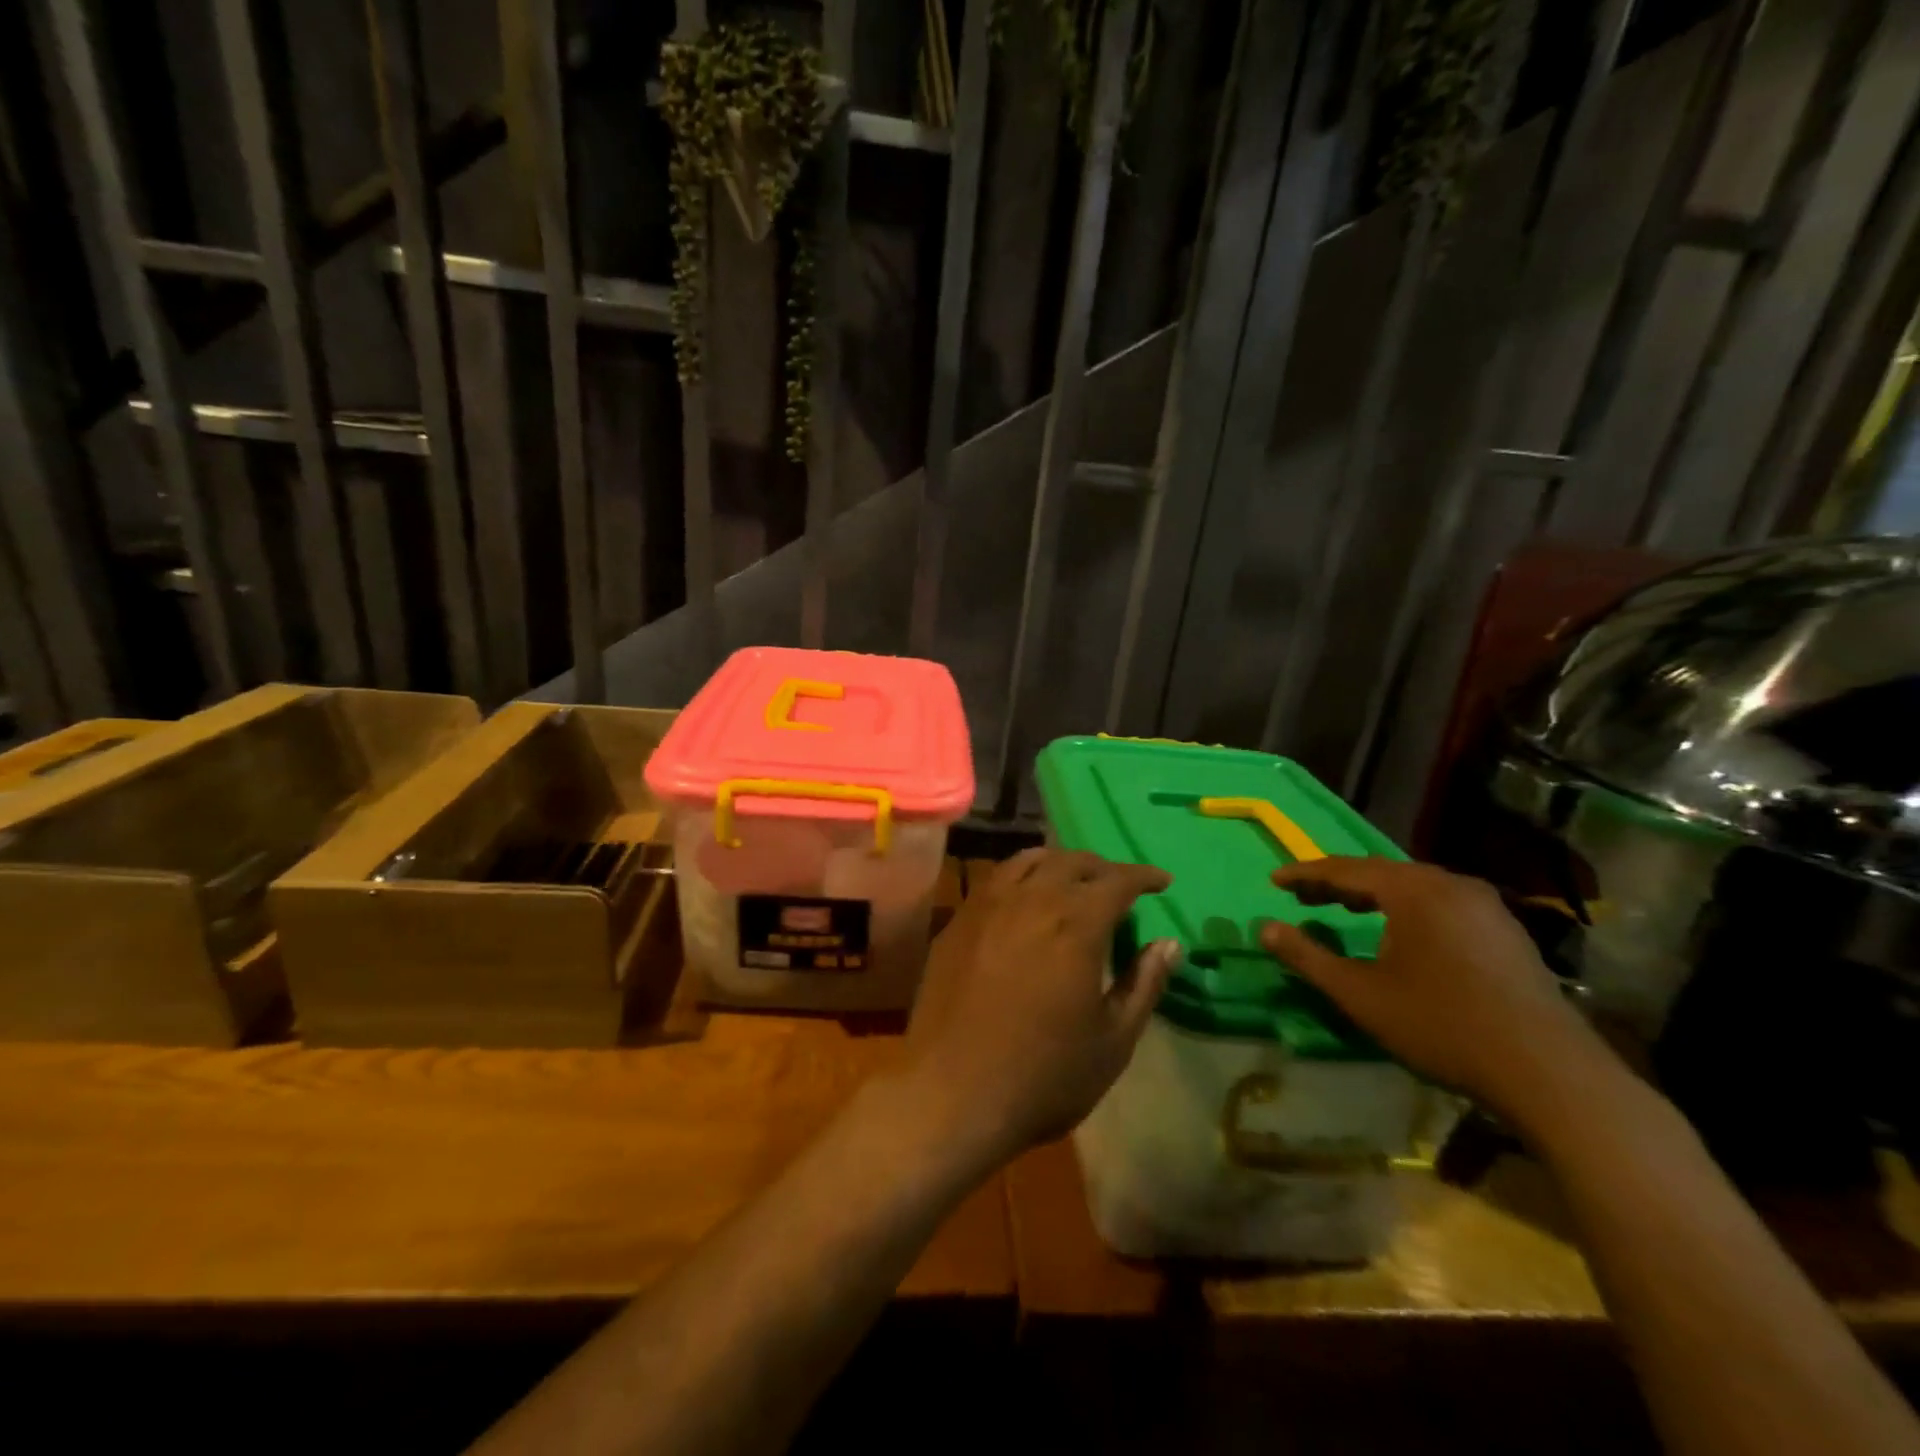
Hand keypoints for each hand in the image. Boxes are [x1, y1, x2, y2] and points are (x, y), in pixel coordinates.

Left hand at [897, 848, 1180, 1168]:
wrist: (952, 1094)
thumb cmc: (1043, 1076)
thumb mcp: (1112, 1041)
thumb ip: (1143, 985)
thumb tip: (1168, 943)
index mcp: (1076, 926)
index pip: (1117, 881)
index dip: (1143, 876)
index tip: (1161, 882)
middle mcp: (1031, 901)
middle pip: (1071, 862)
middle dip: (1102, 868)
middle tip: (1118, 886)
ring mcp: (987, 906)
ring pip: (1028, 860)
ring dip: (1059, 863)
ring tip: (1072, 880)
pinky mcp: (958, 921)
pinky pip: (995, 878)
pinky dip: (1021, 874)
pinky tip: (1024, 896)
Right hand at [1258, 857, 1611, 1124]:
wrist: (1548, 1072)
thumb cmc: (1441, 1026)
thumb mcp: (1360, 994)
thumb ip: (1307, 957)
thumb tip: (1263, 927)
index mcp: (1413, 890)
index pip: (1345, 869)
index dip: (1305, 874)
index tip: (1274, 881)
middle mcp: (1450, 884)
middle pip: (1381, 872)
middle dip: (1338, 883)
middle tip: (1304, 897)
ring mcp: (1485, 906)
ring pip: (1414, 886)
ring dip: (1373, 895)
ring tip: (1345, 910)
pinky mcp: (1506, 931)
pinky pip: (1441, 903)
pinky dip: (1407, 908)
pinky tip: (1401, 932)